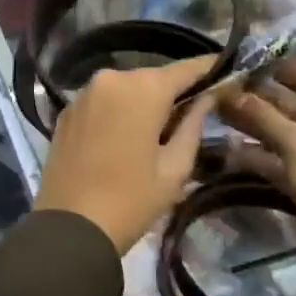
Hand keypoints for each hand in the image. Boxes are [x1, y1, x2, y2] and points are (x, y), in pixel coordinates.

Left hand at [34, 57, 218, 253]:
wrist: (70, 227)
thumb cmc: (132, 199)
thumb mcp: (175, 167)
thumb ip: (194, 124)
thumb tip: (208, 98)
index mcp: (143, 88)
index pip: (185, 68)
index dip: (208, 68)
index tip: (227, 70)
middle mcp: (112, 78)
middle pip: (153, 77)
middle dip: (173, 91)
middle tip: (194, 111)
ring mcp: (85, 92)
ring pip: (126, 88)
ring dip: (143, 102)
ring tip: (159, 128)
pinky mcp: (67, 110)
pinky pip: (103, 101)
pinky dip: (118, 110)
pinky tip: (125, 135)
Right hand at [218, 63, 295, 254]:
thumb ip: (264, 116)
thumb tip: (231, 92)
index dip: (288, 75)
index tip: (258, 63)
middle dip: (266, 103)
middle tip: (231, 88)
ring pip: (293, 138)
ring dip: (260, 129)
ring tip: (224, 114)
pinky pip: (291, 162)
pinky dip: (266, 156)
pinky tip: (233, 150)